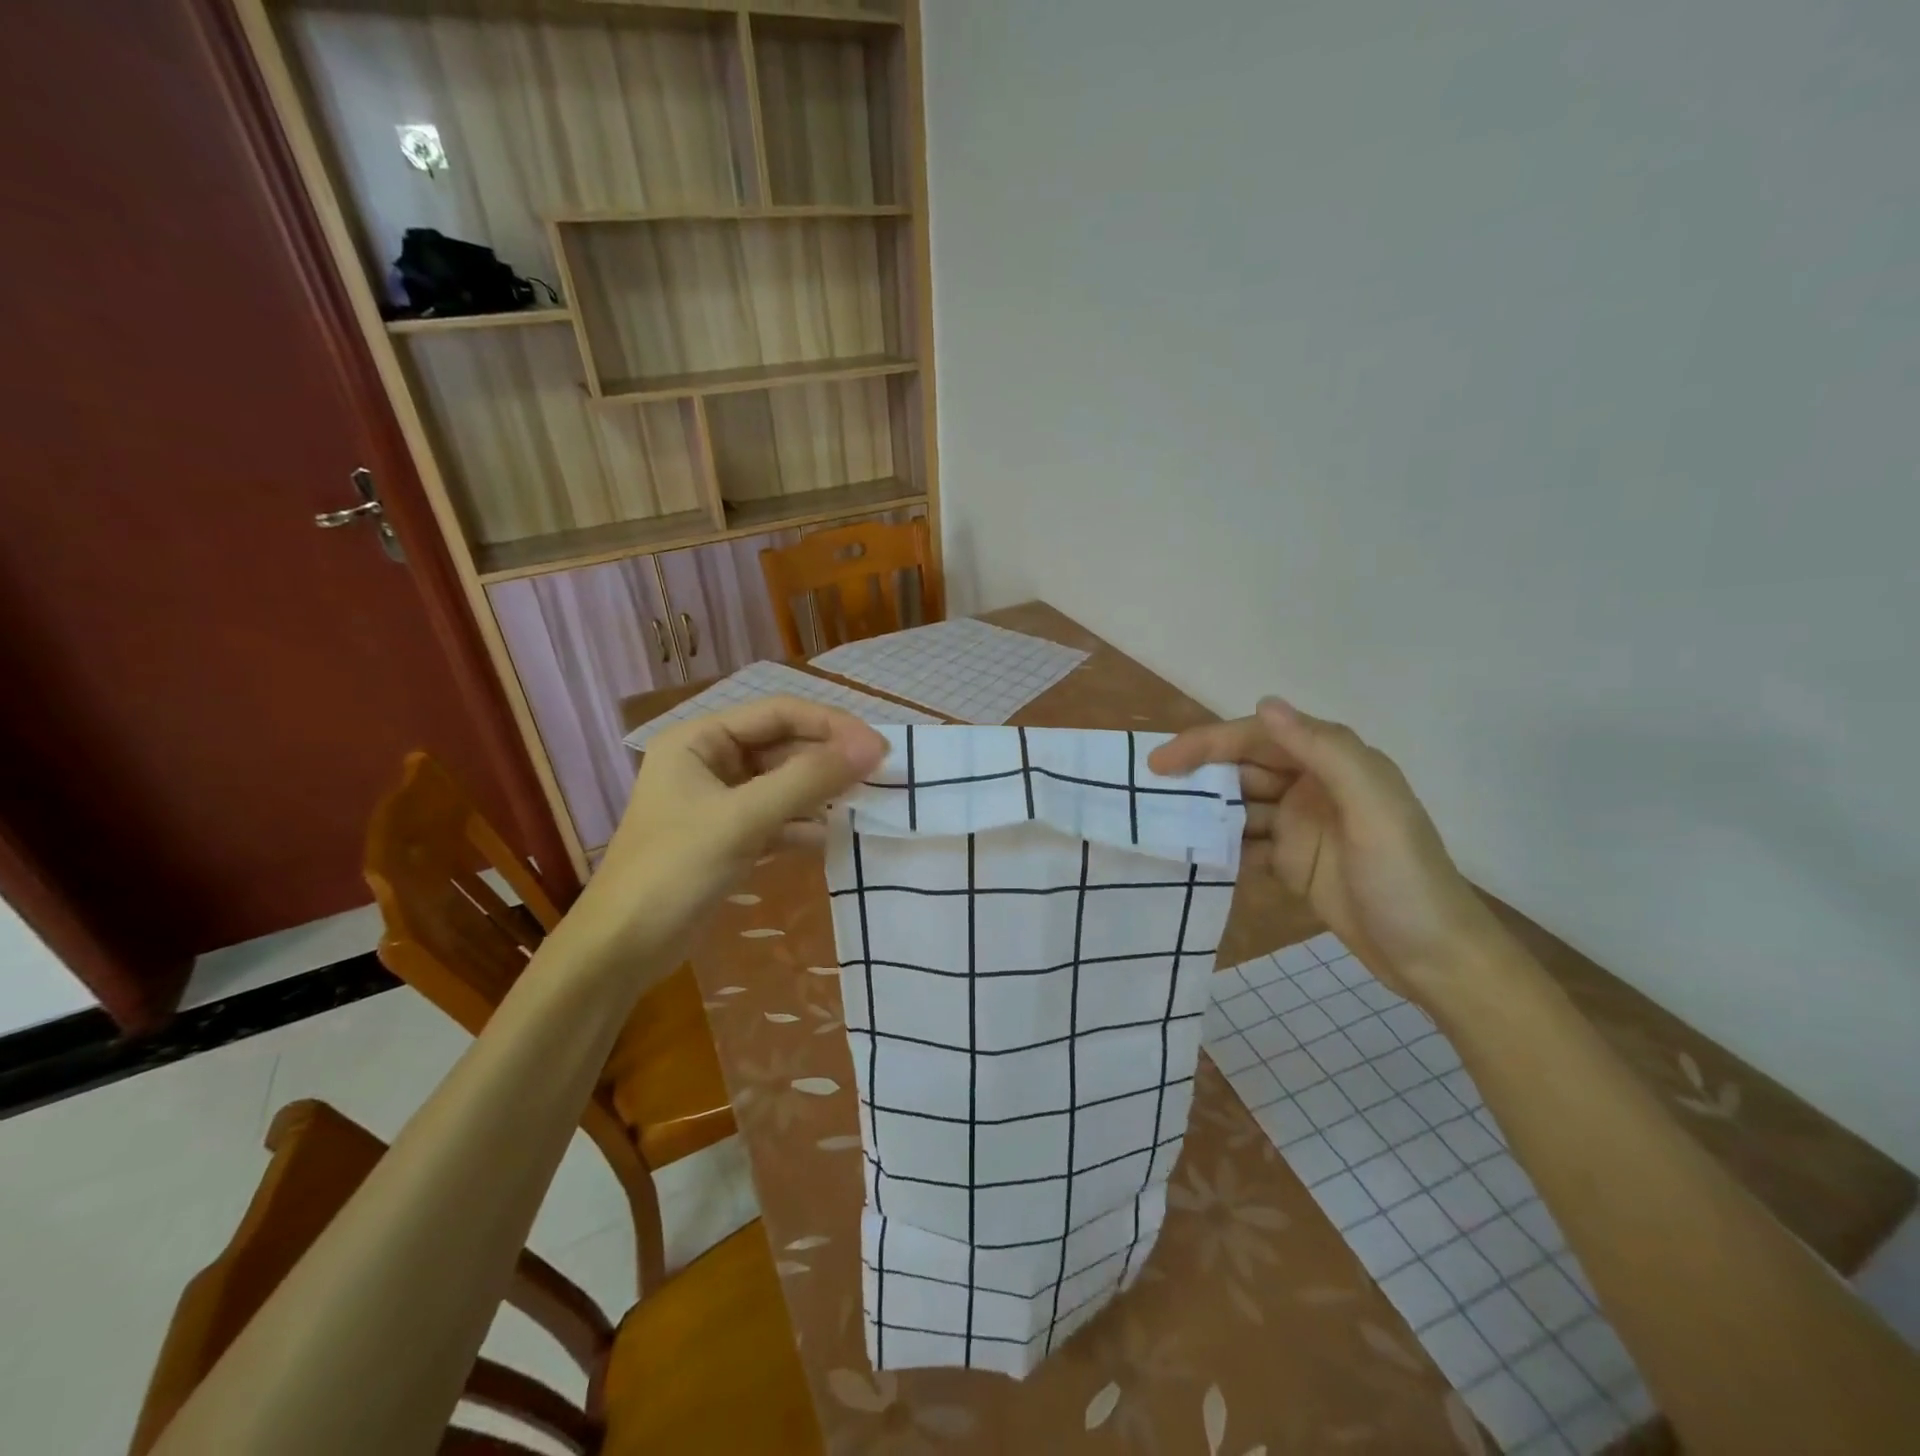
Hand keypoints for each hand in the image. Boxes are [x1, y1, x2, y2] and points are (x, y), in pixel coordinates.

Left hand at [574, 698, 887, 955]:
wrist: (621, 951)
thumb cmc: (673, 871)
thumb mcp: (742, 820)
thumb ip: (807, 780)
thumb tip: (872, 748)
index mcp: (699, 740)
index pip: (778, 713)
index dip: (830, 725)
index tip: (877, 747)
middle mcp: (709, 761)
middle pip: (782, 746)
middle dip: (828, 759)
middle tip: (879, 775)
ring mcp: (719, 801)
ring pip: (783, 783)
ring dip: (820, 791)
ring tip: (865, 802)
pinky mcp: (728, 837)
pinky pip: (776, 817)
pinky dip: (802, 824)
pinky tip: (831, 837)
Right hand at [1148, 699, 1502, 1000]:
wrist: (1435, 960)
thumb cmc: (1406, 879)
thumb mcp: (1374, 810)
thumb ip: (1325, 752)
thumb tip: (1265, 704)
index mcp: (1333, 764)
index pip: (1258, 738)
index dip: (1208, 743)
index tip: (1162, 761)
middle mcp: (1312, 786)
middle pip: (1242, 769)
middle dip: (1197, 776)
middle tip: (1148, 792)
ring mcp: (1300, 826)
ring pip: (1238, 807)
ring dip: (1203, 813)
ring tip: (1160, 825)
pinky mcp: (1292, 862)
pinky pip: (1244, 843)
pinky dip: (1218, 847)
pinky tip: (1191, 856)